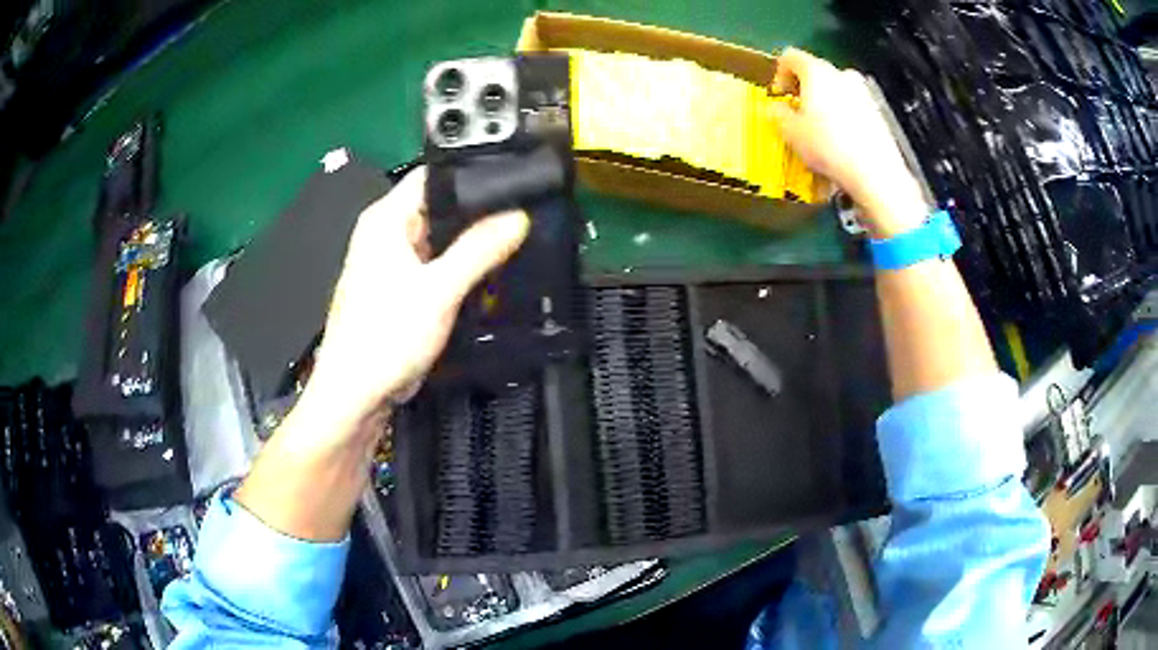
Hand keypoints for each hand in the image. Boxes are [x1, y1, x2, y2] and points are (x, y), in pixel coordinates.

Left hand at [303, 166, 529, 433]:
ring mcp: (392, 263)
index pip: (433, 176)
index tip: (515, 177)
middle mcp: (386, 233)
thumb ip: (479, 250)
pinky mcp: (400, 289)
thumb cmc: (385, 337)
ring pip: (441, 239)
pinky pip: (437, 266)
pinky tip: (489, 272)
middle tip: (525, 212)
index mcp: (385, 219)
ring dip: (471, 242)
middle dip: (479, 210)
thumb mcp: (439, 290)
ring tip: (516, 238)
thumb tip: (519, 216)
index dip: (472, 172)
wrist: (356, 395)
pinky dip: (460, 268)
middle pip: (439, 206)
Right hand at [769, 48, 928, 237]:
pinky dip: (843, 115)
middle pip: (815, 71)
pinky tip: (841, 140)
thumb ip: (778, 114)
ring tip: (820, 129)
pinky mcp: (877, 111)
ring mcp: (863, 91)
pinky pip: (852, 105)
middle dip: (804, 89)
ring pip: (836, 89)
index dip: (779, 73)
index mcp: (816, 71)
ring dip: (825, 103)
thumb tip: (776, 107)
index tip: (779, 95)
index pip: (790, 57)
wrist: (875, 173)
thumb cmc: (828, 147)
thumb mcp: (791, 132)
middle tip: (797, 113)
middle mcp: (841, 73)